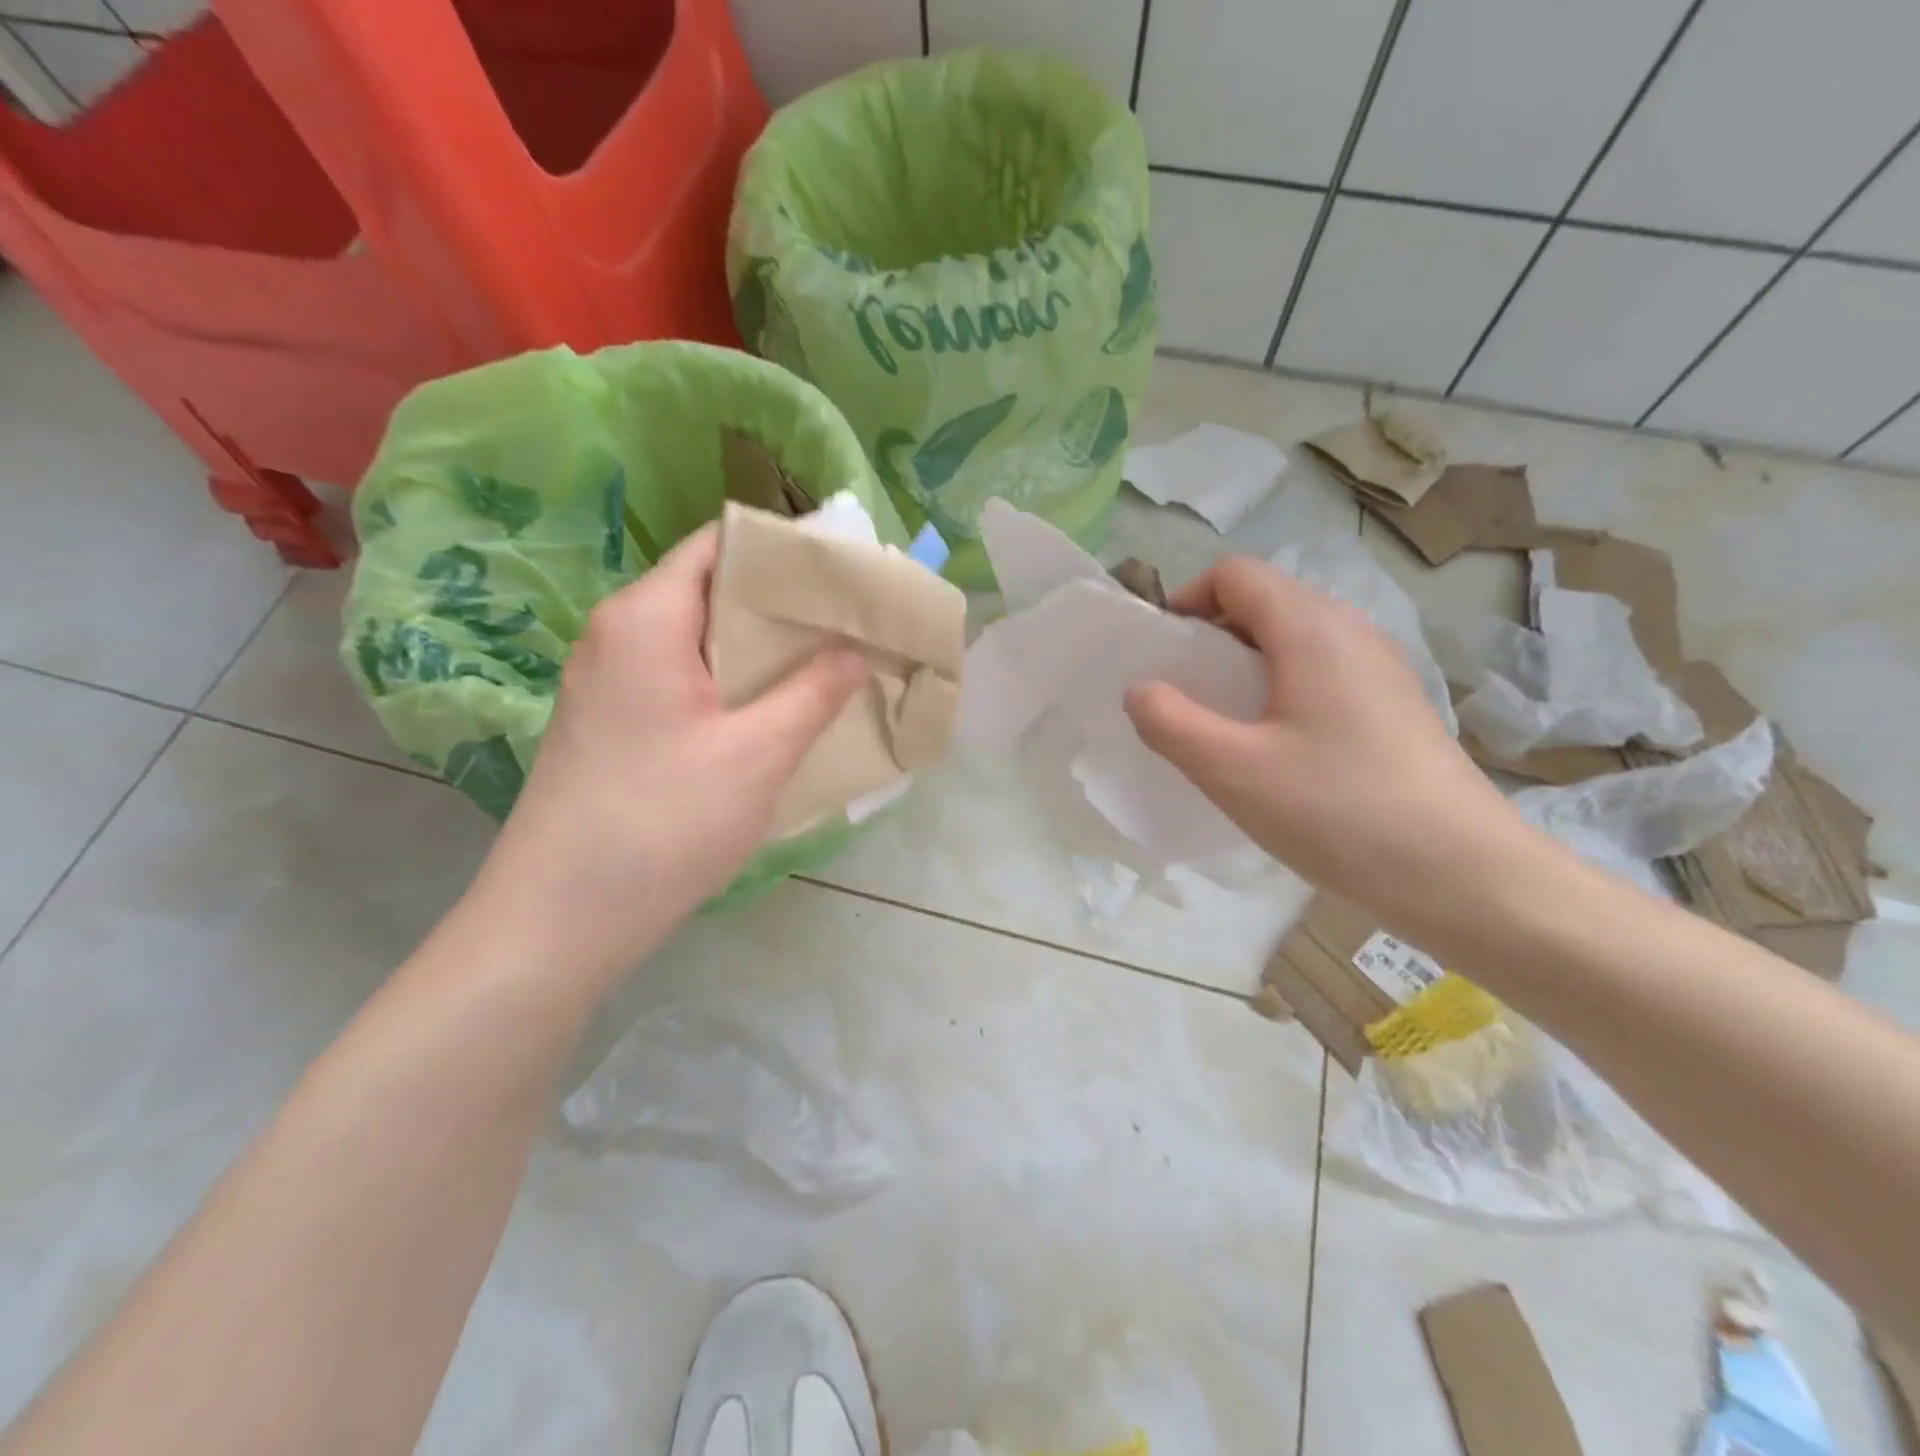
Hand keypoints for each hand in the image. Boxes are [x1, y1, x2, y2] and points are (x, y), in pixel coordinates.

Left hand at [467, 525, 864, 984]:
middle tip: (851, 623)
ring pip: (698, 638)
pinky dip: (731, 681)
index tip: (847, 573)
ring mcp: (608, 679)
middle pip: (711, 589)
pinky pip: (681, 677)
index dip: (788, 552)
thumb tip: (853, 650)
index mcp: (646, 617)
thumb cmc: (664, 822)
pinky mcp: (610, 721)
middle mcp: (618, 633)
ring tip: (826, 663)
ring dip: (759, 648)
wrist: (559, 919)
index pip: (723, 545)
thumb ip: (814, 691)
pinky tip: (773, 710)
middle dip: (783, 603)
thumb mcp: (759, 753)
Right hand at [1124, 556, 1535, 936]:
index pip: (1235, 574)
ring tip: (1225, 725)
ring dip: (1246, 665)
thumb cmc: (1337, 811)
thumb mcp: (1231, 771)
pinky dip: (1282, 690)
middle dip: (1212, 635)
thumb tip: (1140, 690)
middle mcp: (1352, 632)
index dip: (1187, 599)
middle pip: (1267, 602)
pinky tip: (1277, 750)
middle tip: (1185, 694)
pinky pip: (1323, 673)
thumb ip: (1169, 722)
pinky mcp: (1397, 707)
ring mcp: (1382, 669)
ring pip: (1296, 639)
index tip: (1163, 654)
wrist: (1464, 876)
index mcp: (1311, 630)